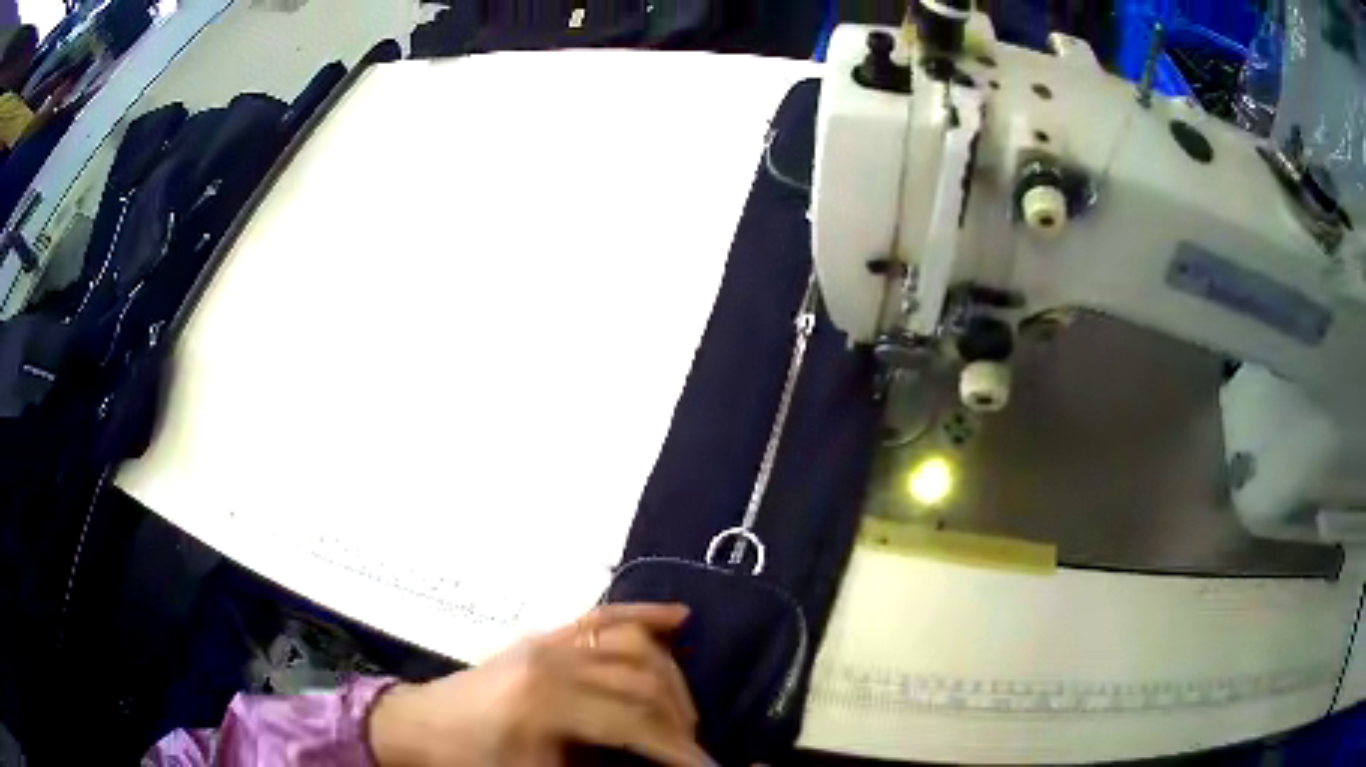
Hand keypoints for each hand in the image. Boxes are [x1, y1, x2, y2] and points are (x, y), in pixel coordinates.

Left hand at [369, 603, 707, 766]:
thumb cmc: (473, 761)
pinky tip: (679, 618)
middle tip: (694, 747)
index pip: (636, 722)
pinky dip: (644, 615)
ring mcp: (548, 640)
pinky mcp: (544, 636)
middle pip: (644, 680)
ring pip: (634, 645)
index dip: (680, 750)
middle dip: (681, 718)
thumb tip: (648, 766)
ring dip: (672, 678)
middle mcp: (554, 659)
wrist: (418, 728)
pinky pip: (603, 617)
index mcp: (548, 701)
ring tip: (686, 714)